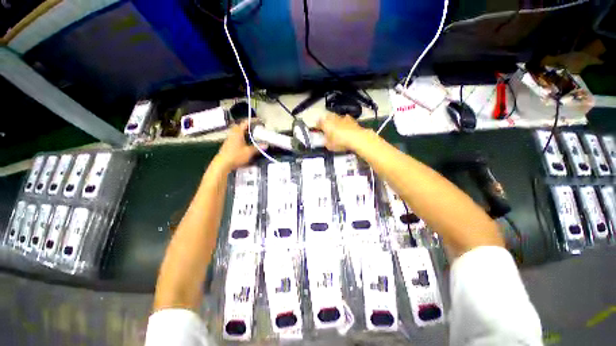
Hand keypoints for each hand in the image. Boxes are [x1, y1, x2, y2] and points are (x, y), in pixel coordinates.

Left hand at [215, 120, 261, 170]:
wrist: (222, 164)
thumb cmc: (236, 156)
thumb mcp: (249, 152)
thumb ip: (257, 148)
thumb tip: (266, 145)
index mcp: (238, 133)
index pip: (245, 123)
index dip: (252, 121)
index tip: (258, 121)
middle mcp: (233, 134)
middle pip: (239, 127)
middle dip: (247, 127)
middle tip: (254, 128)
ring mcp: (229, 139)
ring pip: (237, 133)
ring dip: (244, 133)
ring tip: (251, 135)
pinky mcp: (228, 145)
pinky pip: (235, 138)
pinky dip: (241, 138)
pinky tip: (245, 143)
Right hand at [316, 114, 370, 151]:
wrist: (356, 138)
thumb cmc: (341, 141)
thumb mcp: (329, 146)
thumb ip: (326, 142)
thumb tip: (325, 141)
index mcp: (325, 124)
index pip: (318, 123)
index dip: (316, 127)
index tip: (316, 130)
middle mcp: (333, 118)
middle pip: (326, 118)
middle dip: (325, 122)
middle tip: (325, 128)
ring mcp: (342, 118)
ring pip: (336, 117)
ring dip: (334, 121)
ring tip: (335, 128)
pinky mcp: (351, 119)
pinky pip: (345, 119)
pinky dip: (344, 122)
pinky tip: (345, 127)